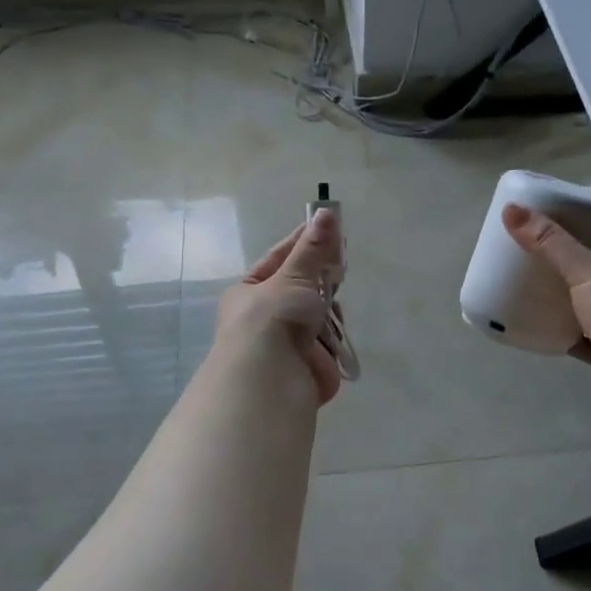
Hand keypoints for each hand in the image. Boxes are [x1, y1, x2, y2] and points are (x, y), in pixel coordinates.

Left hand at [214, 207, 345, 405]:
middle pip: (302, 287)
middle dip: (321, 279)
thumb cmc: (272, 319)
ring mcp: (287, 341)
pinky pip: (328, 340)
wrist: (272, 380)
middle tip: (341, 264)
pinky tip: (335, 333)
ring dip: (328, 309)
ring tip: (331, 306)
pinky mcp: (308, 363)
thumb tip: (325, 211)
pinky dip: (334, 337)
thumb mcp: (293, 276)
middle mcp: (265, 316)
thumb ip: (313, 249)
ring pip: (318, 314)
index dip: (304, 242)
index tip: (329, 226)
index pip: (279, 258)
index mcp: (249, 292)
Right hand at [503, 204, 590, 426]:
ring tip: (531, 283)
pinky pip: (585, 336)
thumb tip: (511, 209)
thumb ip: (549, 242)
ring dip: (567, 297)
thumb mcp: (587, 270)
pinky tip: (539, 324)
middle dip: (572, 259)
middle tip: (535, 248)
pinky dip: (565, 331)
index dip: (590, 221)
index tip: (555, 216)